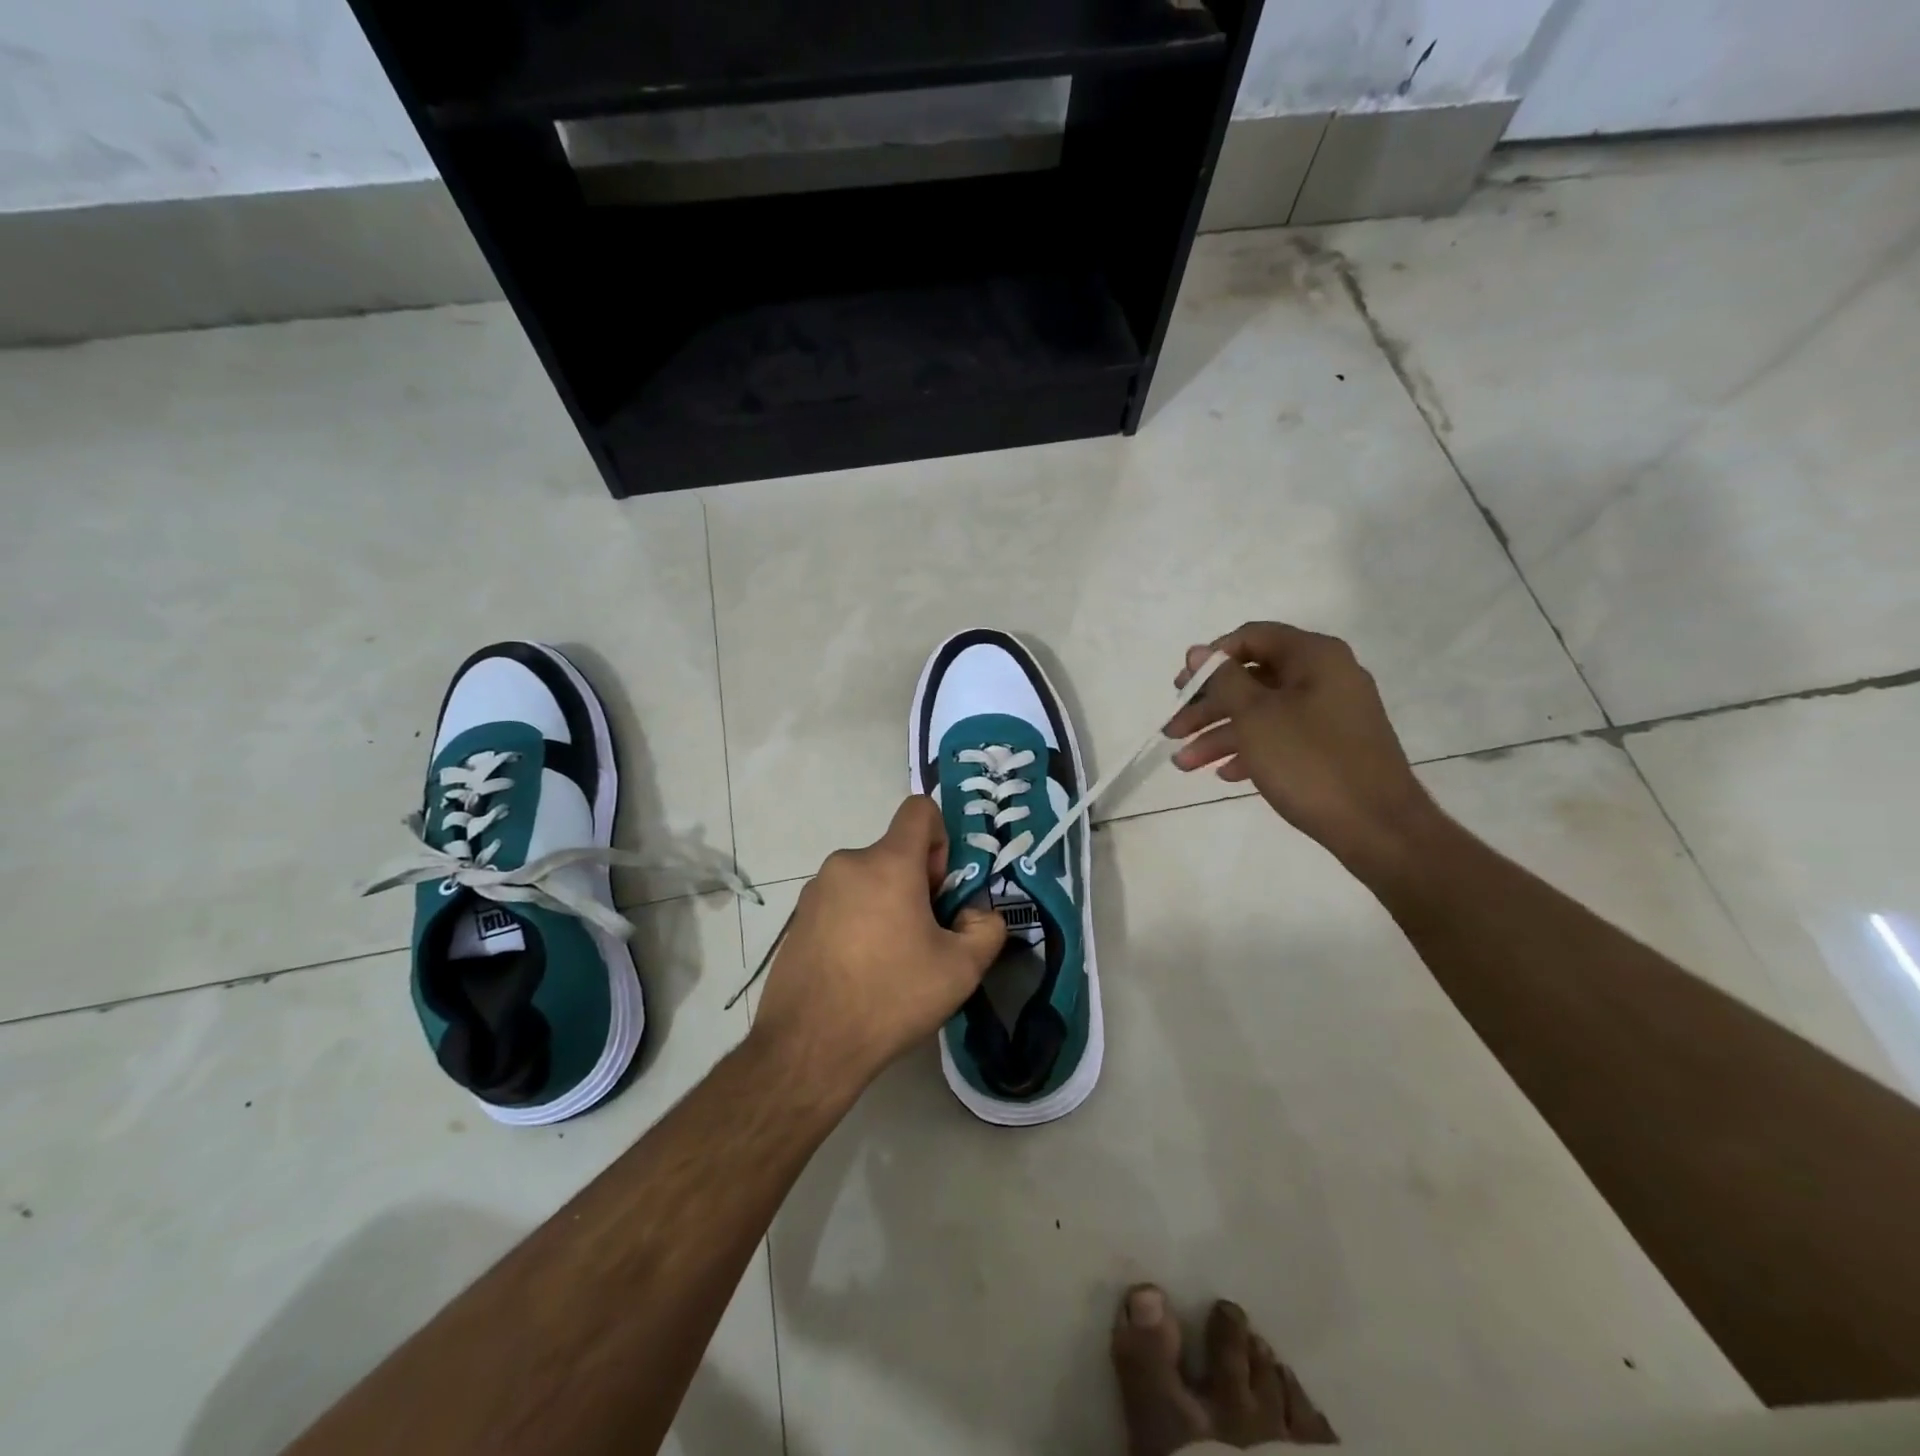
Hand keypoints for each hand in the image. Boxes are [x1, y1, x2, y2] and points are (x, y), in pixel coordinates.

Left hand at [751, 796, 1006, 1094]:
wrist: (809, 1047)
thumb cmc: (891, 997)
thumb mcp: (962, 969)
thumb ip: (987, 928)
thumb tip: (974, 914)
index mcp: (887, 863)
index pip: (919, 809)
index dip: (941, 839)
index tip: (940, 889)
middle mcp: (847, 863)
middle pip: (895, 853)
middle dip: (917, 884)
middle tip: (923, 938)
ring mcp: (815, 890)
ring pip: (868, 880)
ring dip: (886, 905)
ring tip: (889, 961)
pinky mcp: (797, 918)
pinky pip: (841, 902)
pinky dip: (857, 921)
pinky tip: (858, 971)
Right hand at [1166, 622, 1444, 878]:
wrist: (1378, 826)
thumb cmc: (1310, 762)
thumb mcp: (1256, 716)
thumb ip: (1223, 679)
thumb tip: (1198, 651)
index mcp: (1314, 656)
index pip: (1251, 637)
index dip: (1210, 659)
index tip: (1181, 688)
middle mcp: (1326, 676)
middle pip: (1252, 678)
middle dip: (1207, 706)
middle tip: (1173, 730)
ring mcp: (1331, 713)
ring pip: (1263, 712)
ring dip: (1220, 735)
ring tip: (1184, 763)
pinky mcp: (1332, 747)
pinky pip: (1282, 737)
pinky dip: (1250, 750)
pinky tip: (1224, 774)